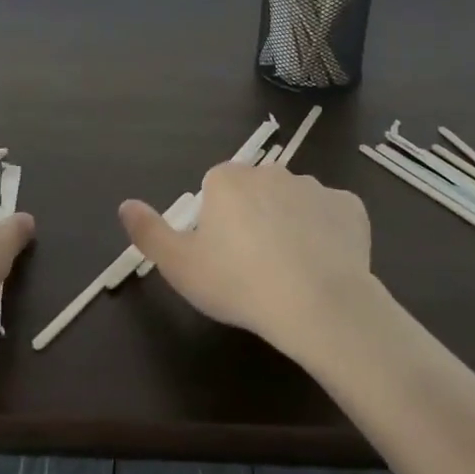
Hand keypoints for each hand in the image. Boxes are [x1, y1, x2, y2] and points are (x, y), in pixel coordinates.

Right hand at [118, 161, 374, 354]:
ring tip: (294, 273)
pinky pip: (333, 217)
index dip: (218, 227)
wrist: (318, 303)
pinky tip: (326, 266)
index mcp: (227, 179)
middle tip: (256, 268)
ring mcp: (314, 186)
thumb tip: (125, 204)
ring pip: (295, 204)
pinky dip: (329, 235)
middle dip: (255, 221)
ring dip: (292, 226)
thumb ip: (149, 232)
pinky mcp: (350, 206)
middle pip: (256, 194)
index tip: (224, 260)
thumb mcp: (180, 266)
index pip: (216, 193)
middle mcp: (270, 170)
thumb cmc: (239, 283)